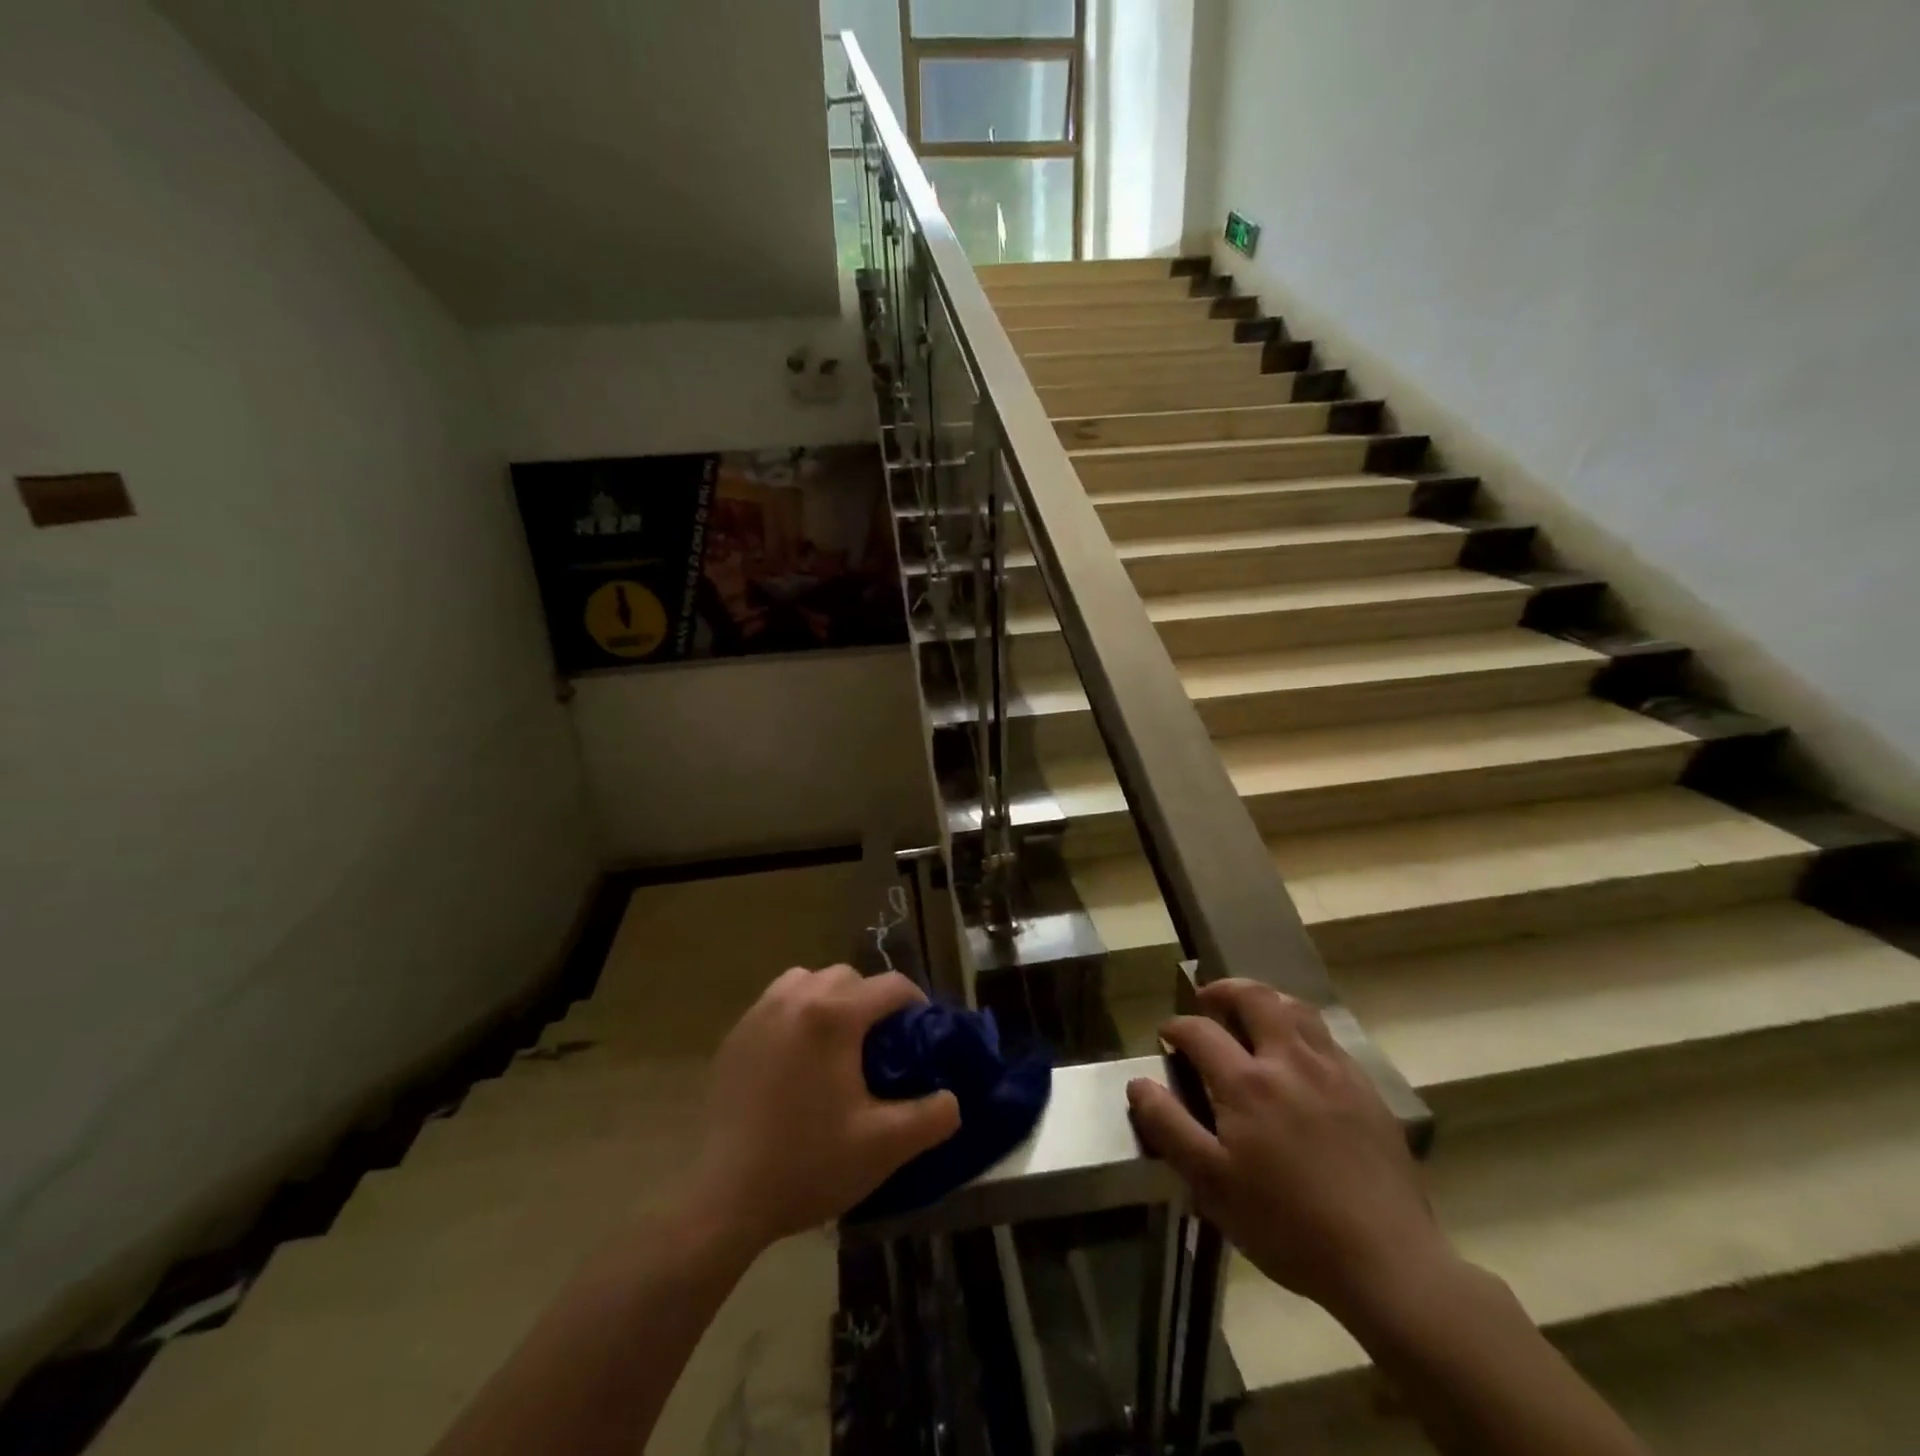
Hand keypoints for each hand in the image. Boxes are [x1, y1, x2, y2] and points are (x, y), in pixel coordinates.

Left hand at [688, 966, 961, 1250]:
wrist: (725, 1198)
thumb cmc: (809, 1164)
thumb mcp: (885, 1146)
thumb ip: (932, 1116)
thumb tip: (951, 1099)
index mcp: (834, 1015)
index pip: (891, 986)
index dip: (916, 1003)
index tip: (922, 1032)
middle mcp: (796, 999)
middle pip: (848, 976)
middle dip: (871, 1000)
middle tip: (880, 1044)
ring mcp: (759, 1013)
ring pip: (807, 980)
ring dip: (830, 999)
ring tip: (836, 1043)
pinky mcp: (735, 1035)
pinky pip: (776, 1002)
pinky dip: (796, 1013)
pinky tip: (797, 1059)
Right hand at [1126, 980, 1450, 1324]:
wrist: (1387, 1263)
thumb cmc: (1287, 1226)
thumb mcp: (1212, 1184)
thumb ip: (1169, 1127)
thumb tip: (1139, 1083)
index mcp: (1247, 1082)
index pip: (1200, 1031)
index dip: (1177, 1027)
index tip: (1167, 1036)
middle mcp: (1290, 1061)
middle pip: (1255, 997)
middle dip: (1225, 991)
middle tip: (1208, 1001)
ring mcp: (1334, 1072)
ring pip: (1297, 1009)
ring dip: (1267, 1002)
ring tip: (1252, 1016)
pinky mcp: (1367, 1092)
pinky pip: (1329, 1040)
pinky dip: (1302, 1031)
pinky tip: (1298, 1059)